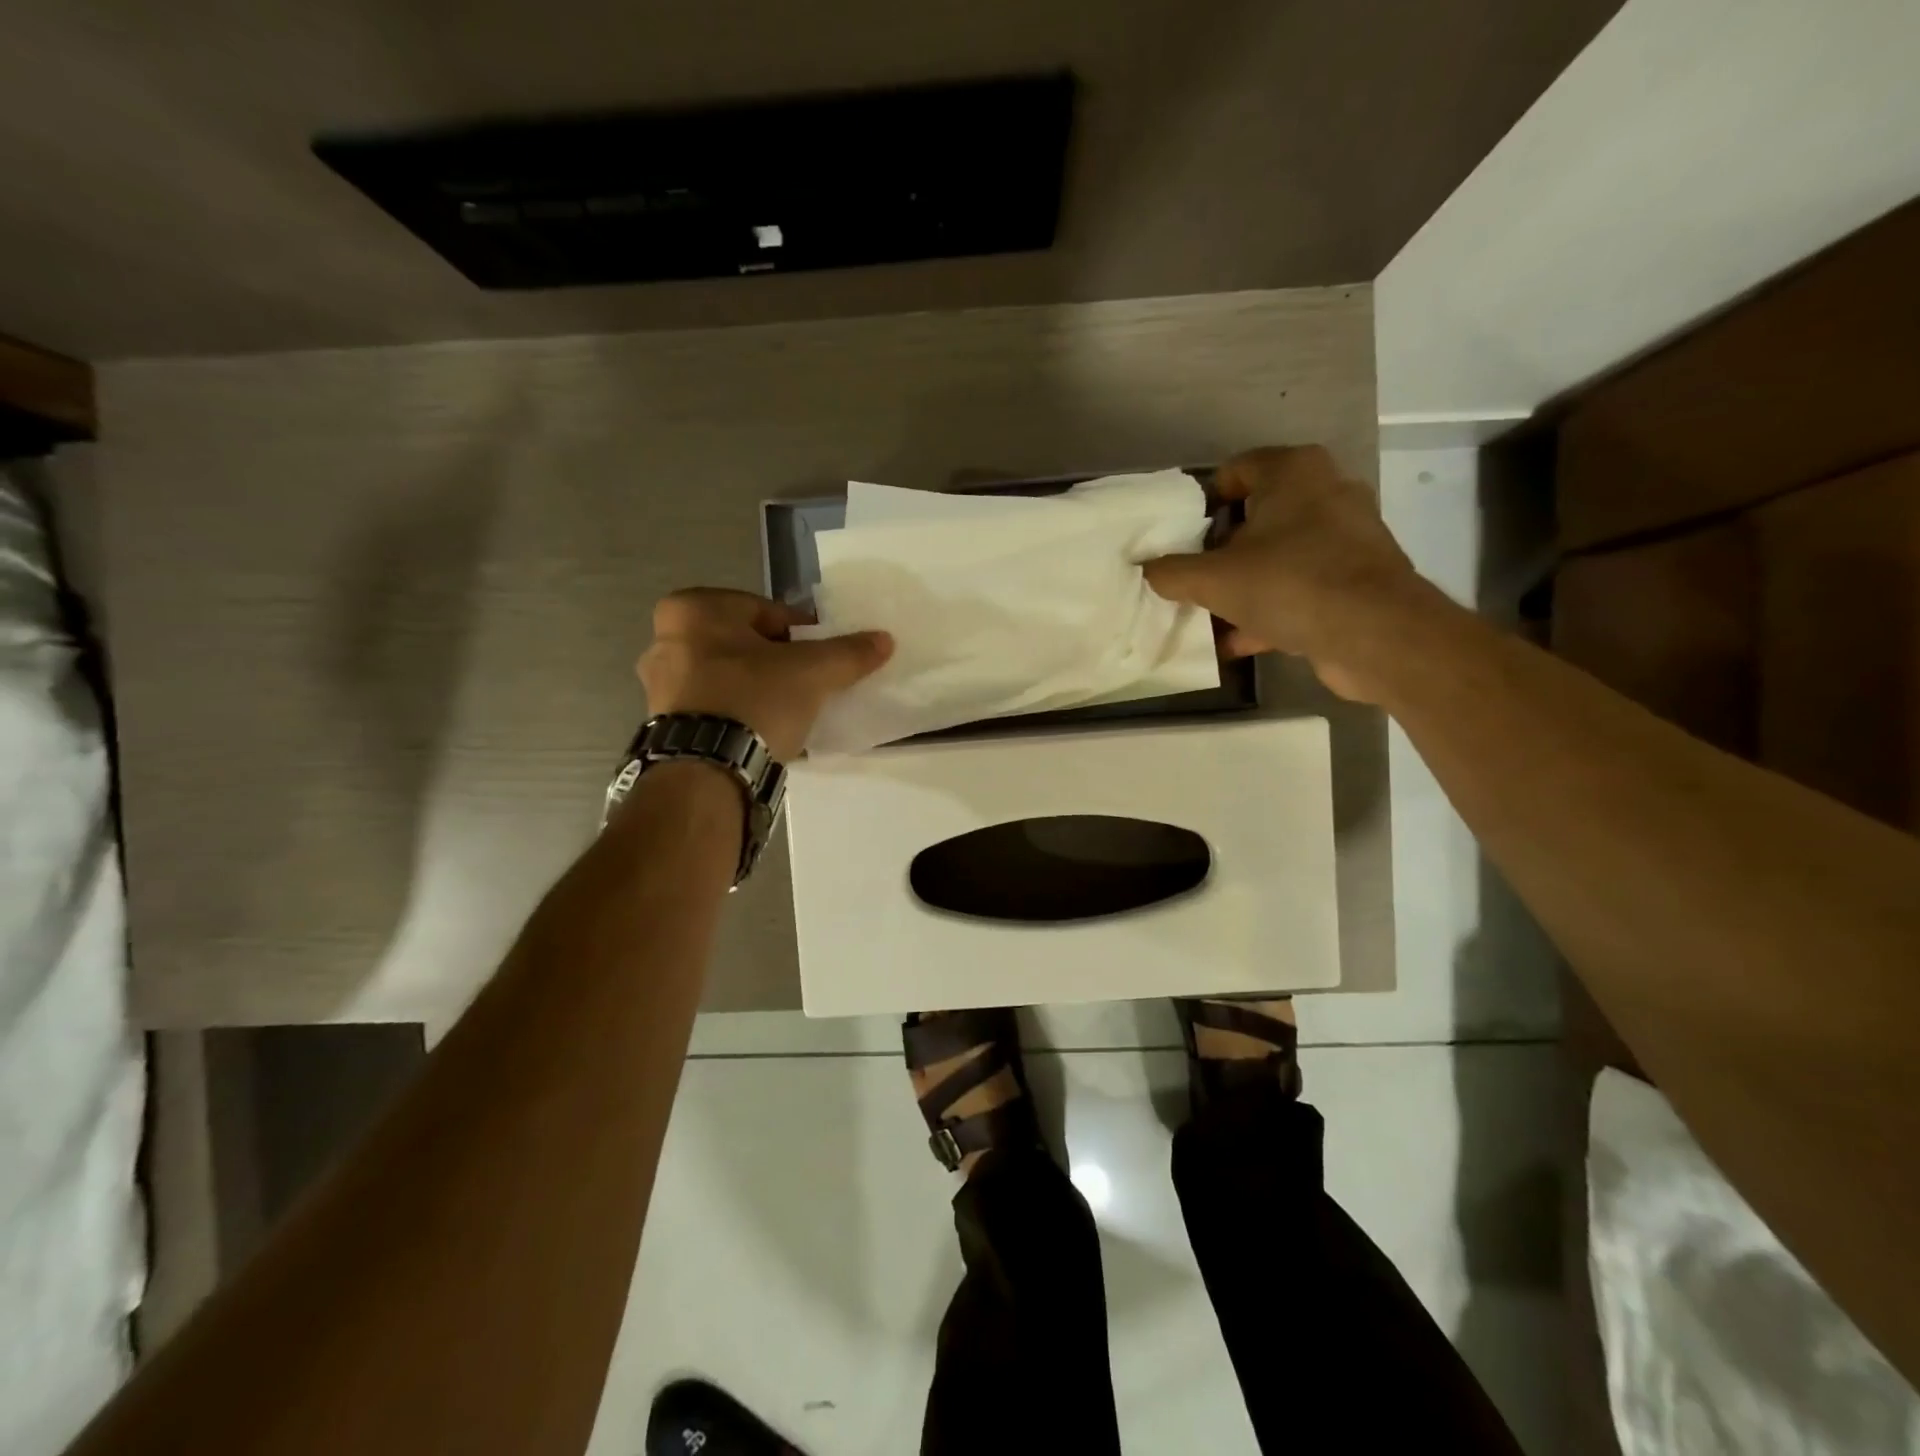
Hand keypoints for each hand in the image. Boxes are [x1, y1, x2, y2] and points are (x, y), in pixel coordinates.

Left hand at [637, 589, 892, 760]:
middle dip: (777, 661)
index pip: (767, 612)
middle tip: (808, 684)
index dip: (804, 634)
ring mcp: (658, 684)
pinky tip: (763, 732)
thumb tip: (884, 639)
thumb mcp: (813, 672)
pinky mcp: (662, 723)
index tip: (823, 658)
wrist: (708, 770)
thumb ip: (848, 652)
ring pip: (727, 676)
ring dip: (757, 688)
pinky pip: (713, 707)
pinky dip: (738, 713)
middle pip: (745, 644)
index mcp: (693, 609)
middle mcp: (665, 638)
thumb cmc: (755, 699)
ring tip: (790, 712)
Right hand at [1143, 446, 1422, 701]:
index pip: (1235, 470)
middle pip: (1257, 517)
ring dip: (1244, 586)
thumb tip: (1147, 569)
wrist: (1374, 633)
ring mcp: (1347, 537)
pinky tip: (1238, 642)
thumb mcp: (1212, 580)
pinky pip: (1300, 588)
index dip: (1202, 503)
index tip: (1181, 538)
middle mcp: (1327, 493)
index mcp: (1294, 472)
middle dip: (1221, 551)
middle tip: (1193, 577)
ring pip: (1279, 557)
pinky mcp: (1357, 579)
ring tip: (1210, 615)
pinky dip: (1271, 611)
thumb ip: (1171, 572)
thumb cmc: (1288, 583)